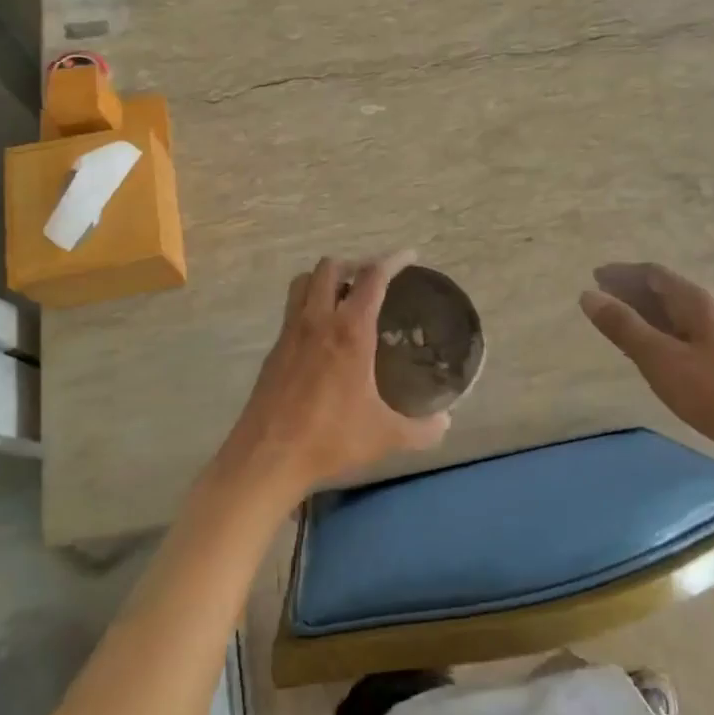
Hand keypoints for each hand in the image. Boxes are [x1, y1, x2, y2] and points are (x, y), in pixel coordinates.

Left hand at [215, 252, 450, 507]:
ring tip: (345, 298)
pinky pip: (292, 310)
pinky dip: (309, 306)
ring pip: (303, 282)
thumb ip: (421, 429)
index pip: (372, 277)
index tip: (409, 256)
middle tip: (373, 281)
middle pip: (331, 267)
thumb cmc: (330, 439)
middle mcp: (318, 321)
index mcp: (350, 331)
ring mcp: (290, 333)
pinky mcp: (274, 350)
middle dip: (354, 265)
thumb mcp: (385, 436)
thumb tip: (446, 423)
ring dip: (325, 280)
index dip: (392, 260)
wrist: (267, 458)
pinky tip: (322, 336)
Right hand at [580, 262, 713, 469]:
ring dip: (643, 315)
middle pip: (665, 292)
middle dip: (631, 291)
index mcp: (695, 302)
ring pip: (673, 316)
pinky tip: (646, 353)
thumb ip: (623, 325)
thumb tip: (587, 294)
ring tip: (616, 323)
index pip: (654, 274)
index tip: (595, 276)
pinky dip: (656, 336)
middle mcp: (708, 313)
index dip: (623, 273)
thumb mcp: (658, 356)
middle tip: (600, 298)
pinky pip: (680, 337)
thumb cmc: (710, 390)